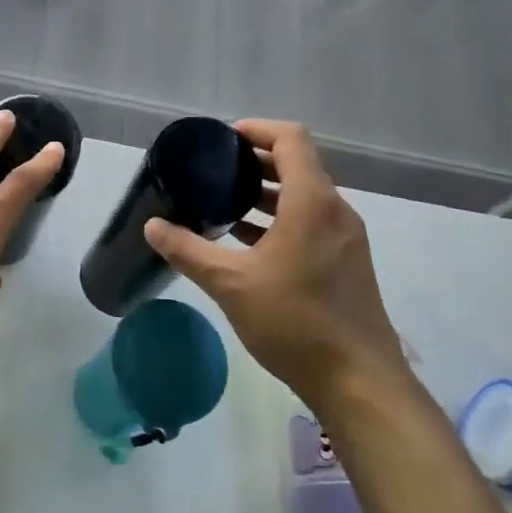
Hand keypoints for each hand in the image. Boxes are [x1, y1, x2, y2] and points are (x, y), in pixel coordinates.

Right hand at [143, 119, 404, 405]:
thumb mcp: (230, 284)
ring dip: (268, 193)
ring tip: (226, 204)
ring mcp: (346, 237)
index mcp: (312, 202)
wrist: (359, 382)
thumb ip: (188, 250)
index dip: (256, 129)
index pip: (290, 138)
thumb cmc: (294, 322)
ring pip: (305, 196)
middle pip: (297, 165)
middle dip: (256, 162)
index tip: (222, 140)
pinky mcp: (347, 262)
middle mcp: (335, 210)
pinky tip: (248, 243)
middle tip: (215, 171)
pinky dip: (281, 219)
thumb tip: (152, 226)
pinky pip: (312, 222)